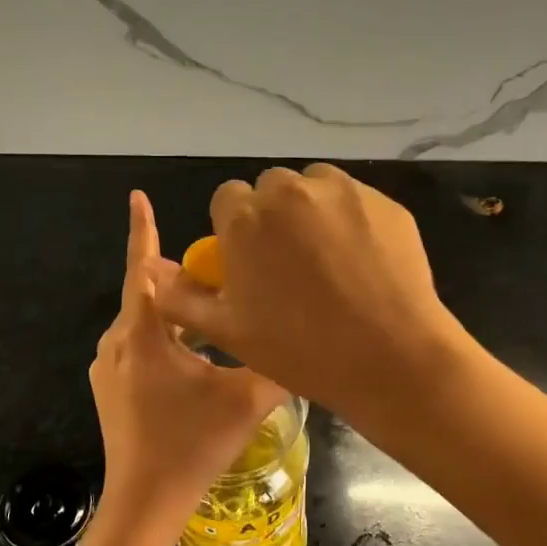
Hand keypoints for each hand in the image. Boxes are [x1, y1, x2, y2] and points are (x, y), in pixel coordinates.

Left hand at [90, 191, 287, 532]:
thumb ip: (275, 363)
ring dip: (172, 312)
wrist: (144, 500)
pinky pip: (136, 345)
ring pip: (142, 322)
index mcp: (144, 333)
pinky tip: (189, 354)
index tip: (138, 196)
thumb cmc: (193, 442)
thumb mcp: (246, 398)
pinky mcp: (108, 387)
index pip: (143, 269)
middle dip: (175, 277)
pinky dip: (161, 337)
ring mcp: (107, 366)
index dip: (143, 229)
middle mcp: (118, 341)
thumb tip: (303, 341)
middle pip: (146, 294)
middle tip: (211, 269)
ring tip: (207, 311)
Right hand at [152, 164, 468, 426]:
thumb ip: (181, 297)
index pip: (228, 200)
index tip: (253, 260)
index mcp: (245, 217)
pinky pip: (356, 201)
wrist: (391, 357)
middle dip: (274, 217)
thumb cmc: (300, 349)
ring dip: (313, 212)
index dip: (237, 229)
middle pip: (271, 190)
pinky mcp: (384, 200)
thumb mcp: (227, 331)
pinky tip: (364, 262)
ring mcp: (342, 191)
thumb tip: (155, 272)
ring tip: (330, 260)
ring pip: (314, 188)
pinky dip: (353, 220)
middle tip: (292, 263)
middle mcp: (290, 190)